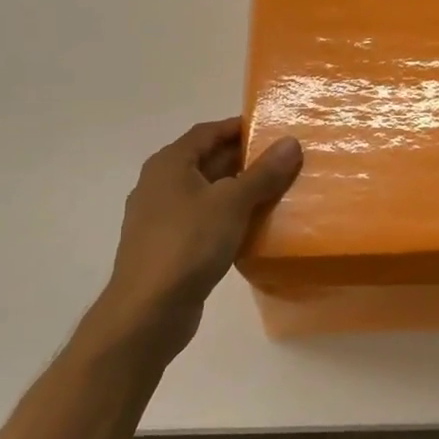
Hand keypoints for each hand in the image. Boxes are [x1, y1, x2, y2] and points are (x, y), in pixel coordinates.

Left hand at [94, 118, 301, 354]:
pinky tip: (255, 227)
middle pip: (208, 160)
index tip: (274, 130)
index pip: (208, 131)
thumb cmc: (188, 244)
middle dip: (245, 159)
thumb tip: (291, 142)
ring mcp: (162, 217)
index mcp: (170, 164)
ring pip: (208, 192)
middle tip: (285, 160)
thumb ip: (263, 173)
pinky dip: (229, 217)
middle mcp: (161, 184)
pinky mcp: (170, 246)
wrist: (147, 311)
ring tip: (279, 190)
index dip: (240, 127)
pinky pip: (204, 220)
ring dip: (240, 190)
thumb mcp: (232, 202)